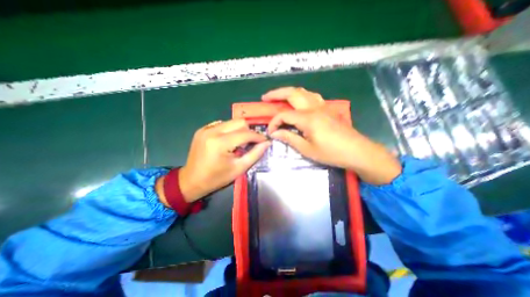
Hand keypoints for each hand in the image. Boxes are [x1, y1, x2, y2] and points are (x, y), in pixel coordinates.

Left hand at [164, 119, 269, 203]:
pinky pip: (222, 124)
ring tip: (240, 143)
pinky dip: (230, 131)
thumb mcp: (239, 168)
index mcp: (220, 143)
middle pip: (239, 122)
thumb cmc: (216, 178)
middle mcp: (212, 131)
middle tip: (252, 142)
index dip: (258, 136)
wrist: (191, 180)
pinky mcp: (202, 129)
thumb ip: (255, 154)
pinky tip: (229, 141)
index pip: (246, 133)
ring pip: (231, 122)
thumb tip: (266, 143)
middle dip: (249, 131)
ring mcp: (205, 129)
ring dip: (240, 130)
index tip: (265, 141)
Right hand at [265, 86, 402, 183]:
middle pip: (292, 93)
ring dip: (289, 92)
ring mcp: (322, 106)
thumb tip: (275, 133)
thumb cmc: (331, 153)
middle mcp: (314, 108)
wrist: (357, 151)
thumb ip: (289, 138)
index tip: (270, 132)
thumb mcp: (307, 149)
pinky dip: (301, 95)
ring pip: (303, 91)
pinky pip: (312, 96)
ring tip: (280, 96)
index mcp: (308, 119)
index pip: (284, 116)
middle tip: (265, 97)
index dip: (274, 123)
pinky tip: (299, 101)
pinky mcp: (328, 109)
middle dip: (276, 94)